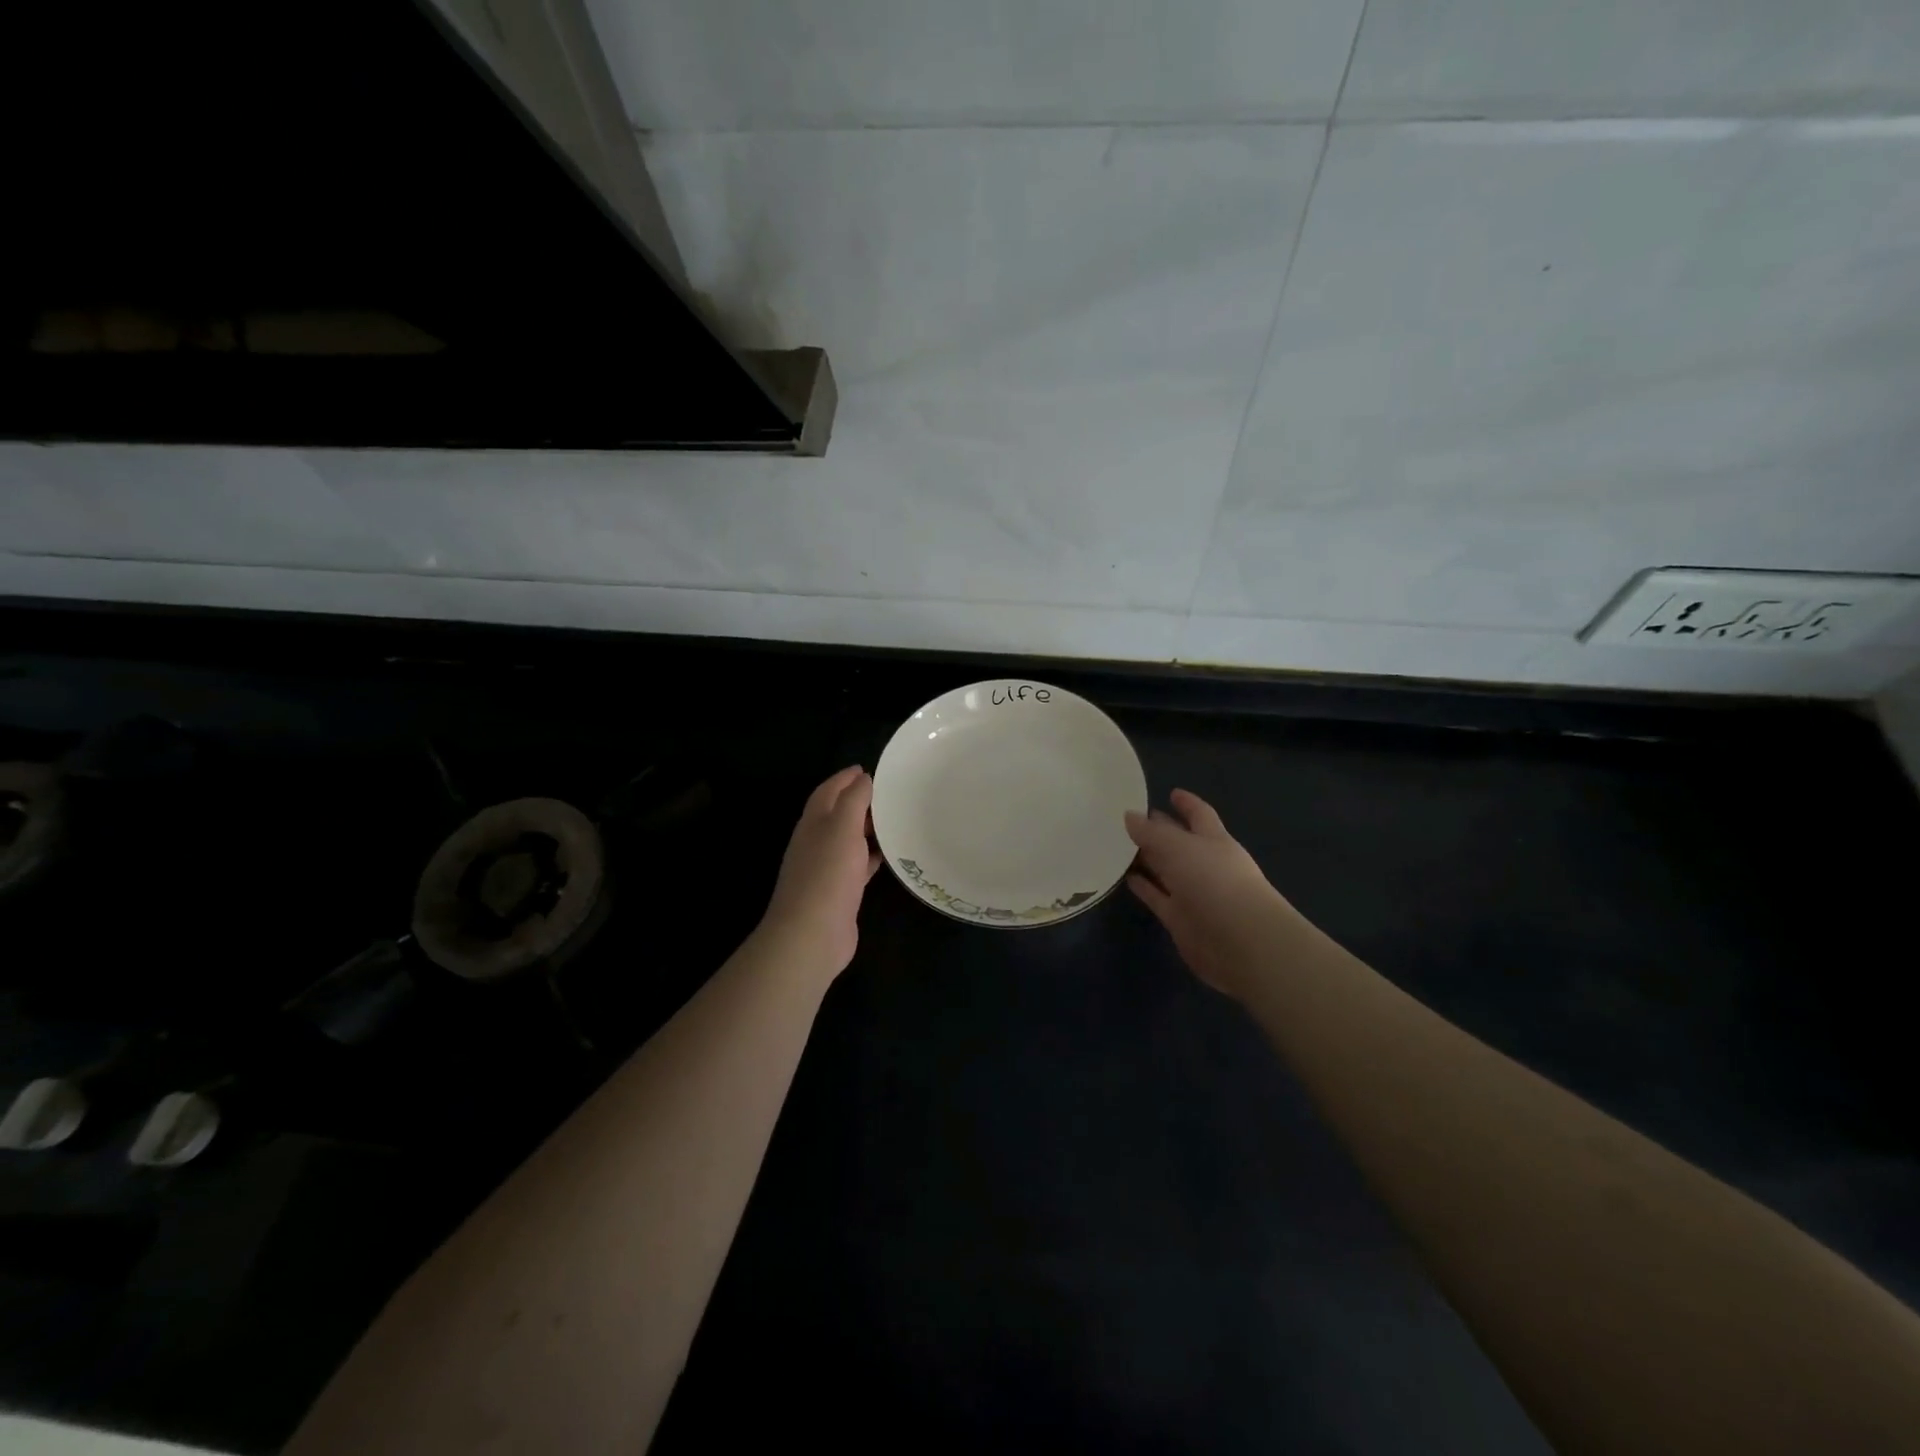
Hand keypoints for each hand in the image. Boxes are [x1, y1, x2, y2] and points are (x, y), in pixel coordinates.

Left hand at [759, 765, 881, 977]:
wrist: (812, 934)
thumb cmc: (827, 874)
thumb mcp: (842, 827)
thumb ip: (853, 799)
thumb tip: (863, 778)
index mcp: (813, 822)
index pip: (828, 791)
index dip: (845, 778)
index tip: (869, 769)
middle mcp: (817, 841)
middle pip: (838, 813)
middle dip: (860, 800)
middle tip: (891, 793)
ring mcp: (827, 868)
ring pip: (850, 839)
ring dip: (868, 828)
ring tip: (897, 819)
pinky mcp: (841, 891)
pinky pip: (859, 864)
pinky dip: (873, 855)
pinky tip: (892, 854)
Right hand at [1125, 789, 1292, 999]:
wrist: (1241, 942)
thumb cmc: (1215, 882)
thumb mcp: (1179, 847)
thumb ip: (1152, 832)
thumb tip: (1129, 815)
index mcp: (1214, 840)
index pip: (1200, 815)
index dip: (1187, 803)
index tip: (1171, 792)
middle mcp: (1205, 864)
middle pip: (1179, 842)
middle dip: (1160, 829)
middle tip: (1130, 818)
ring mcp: (1193, 893)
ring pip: (1166, 870)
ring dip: (1147, 859)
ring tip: (1118, 846)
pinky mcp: (1180, 920)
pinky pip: (1158, 898)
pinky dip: (1144, 887)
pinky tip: (1125, 878)